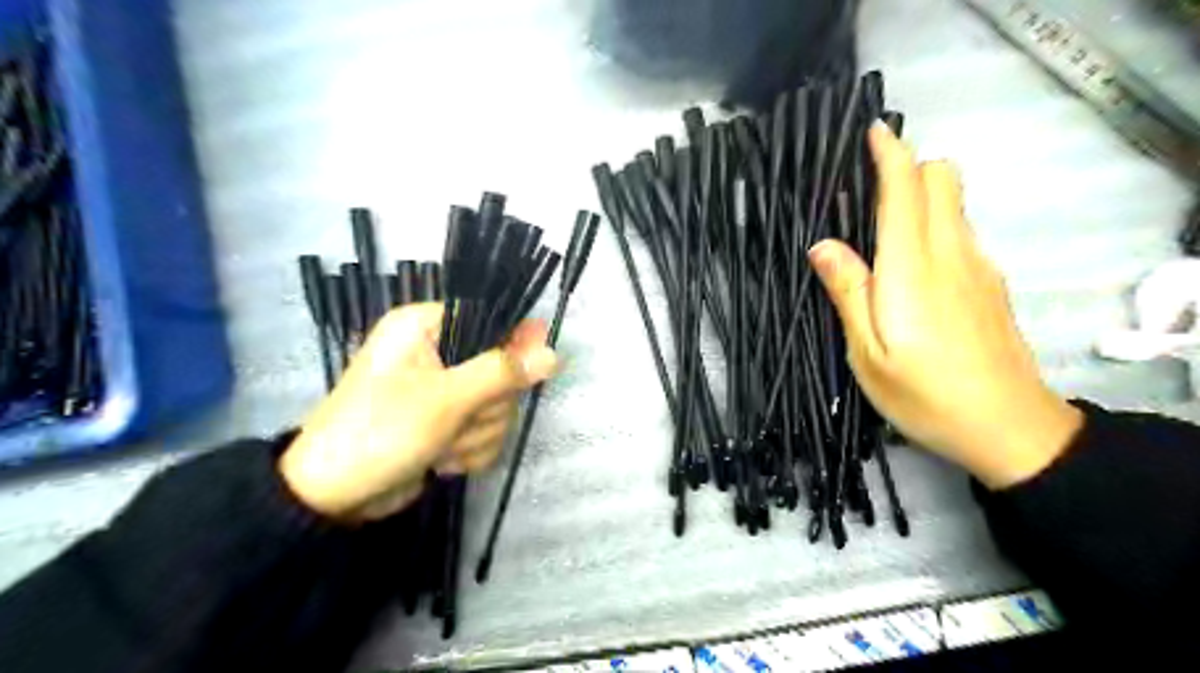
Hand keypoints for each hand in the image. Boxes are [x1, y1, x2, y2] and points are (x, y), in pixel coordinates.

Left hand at [277, 302, 557, 518]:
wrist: (333, 497)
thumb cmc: (381, 431)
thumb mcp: (445, 399)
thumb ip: (502, 373)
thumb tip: (553, 353)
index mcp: (425, 327)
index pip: (489, 320)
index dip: (515, 344)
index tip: (531, 370)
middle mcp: (438, 352)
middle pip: (501, 369)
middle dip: (487, 406)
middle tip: (460, 420)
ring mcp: (445, 391)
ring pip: (497, 405)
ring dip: (477, 434)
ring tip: (442, 447)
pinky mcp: (449, 423)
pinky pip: (485, 430)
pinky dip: (470, 450)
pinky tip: (443, 460)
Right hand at [810, 121, 1084, 487]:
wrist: (1009, 428)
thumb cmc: (925, 395)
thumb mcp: (868, 353)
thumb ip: (848, 293)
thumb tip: (823, 245)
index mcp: (913, 269)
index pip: (907, 188)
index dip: (889, 153)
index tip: (871, 131)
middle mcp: (952, 253)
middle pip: (942, 178)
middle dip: (907, 168)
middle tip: (865, 192)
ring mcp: (979, 266)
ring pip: (954, 202)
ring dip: (920, 195)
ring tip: (880, 227)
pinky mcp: (991, 282)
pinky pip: (960, 231)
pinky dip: (934, 224)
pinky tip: (911, 266)